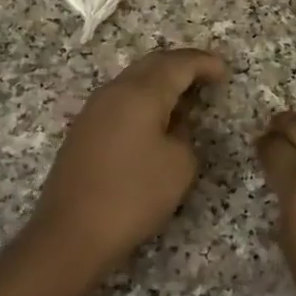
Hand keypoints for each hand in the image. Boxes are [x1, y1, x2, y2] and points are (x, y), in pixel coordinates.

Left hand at [24, 48, 227, 287]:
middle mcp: (114, 92)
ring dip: (160, 83)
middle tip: (207, 76)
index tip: (224, 70)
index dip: (204, 63)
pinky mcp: (83, 130)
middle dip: (181, 66)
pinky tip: (155, 120)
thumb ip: (185, 134)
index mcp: (140, 94)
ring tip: (185, 98)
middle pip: (152, 64)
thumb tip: (174, 123)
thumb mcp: (179, 166)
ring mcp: (93, 110)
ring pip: (133, 81)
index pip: (178, 64)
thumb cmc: (133, 196)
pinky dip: (143, 100)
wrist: (71, 232)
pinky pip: (120, 100)